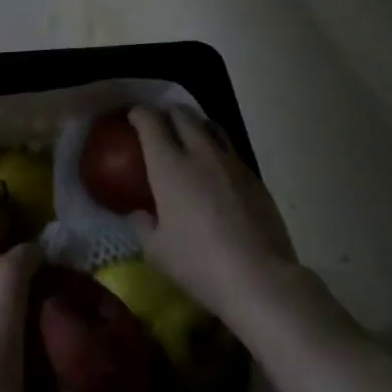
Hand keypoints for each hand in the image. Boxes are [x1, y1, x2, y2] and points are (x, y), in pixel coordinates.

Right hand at [126, 107, 294, 316]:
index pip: (150, 122)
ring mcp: (232, 162)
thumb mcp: (156, 250)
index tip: (132, 118)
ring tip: (189, 139)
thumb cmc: (198, 263)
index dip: (138, 114)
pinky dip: (217, 150)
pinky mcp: (255, 177)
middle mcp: (200, 153)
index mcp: (169, 166)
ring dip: (196, 125)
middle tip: (159, 126)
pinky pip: (231, 151)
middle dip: (167, 114)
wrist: (259, 277)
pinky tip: (216, 172)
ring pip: (212, 126)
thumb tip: (139, 213)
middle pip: (183, 114)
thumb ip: (142, 224)